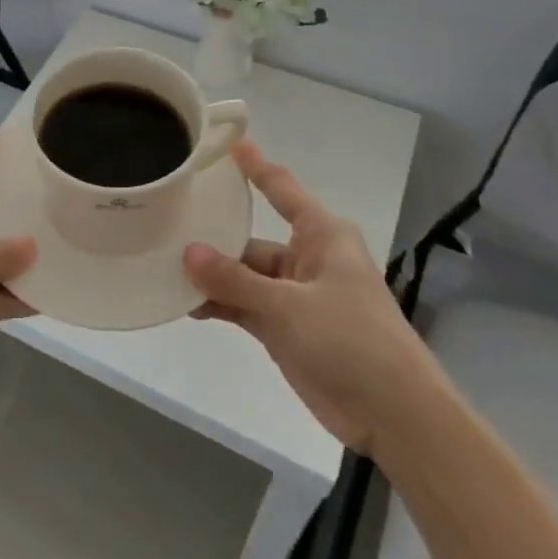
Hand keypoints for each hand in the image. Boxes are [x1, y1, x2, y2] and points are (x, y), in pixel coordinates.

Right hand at [182, 140, 446, 456]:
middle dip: (213, 235)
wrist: (395, 417)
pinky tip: (184, 303)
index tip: (226, 142)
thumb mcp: (289, 306)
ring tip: (162, 265)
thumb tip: (187, 252)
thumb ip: (235, 280)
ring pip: (244, 275)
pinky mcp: (286, 328)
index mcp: (322, 235)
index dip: (254, 165)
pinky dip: (220, 304)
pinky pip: (245, 305)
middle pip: (251, 237)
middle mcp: (307, 257)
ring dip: (211, 276)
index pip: (281, 188)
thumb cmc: (353, 341)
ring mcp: (295, 295)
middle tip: (165, 221)